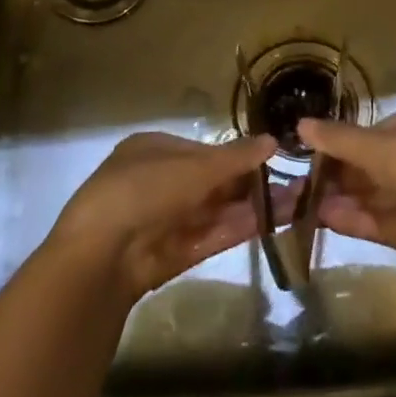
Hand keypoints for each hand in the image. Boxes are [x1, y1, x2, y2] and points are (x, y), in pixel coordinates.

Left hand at [50, 132, 276, 303]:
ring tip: (295, 203)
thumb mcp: (194, 167)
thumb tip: (273, 141)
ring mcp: (165, 221)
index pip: (203, 151)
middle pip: (212, 182)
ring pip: (216, 210)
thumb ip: (235, 157)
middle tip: (293, 183)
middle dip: (250, 184)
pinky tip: (273, 223)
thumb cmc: (144, 190)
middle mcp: (158, 183)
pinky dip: (239, 228)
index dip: (236, 155)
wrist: (100, 255)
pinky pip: (211, 235)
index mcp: (153, 150)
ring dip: (252, 207)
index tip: (271, 159)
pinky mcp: (172, 254)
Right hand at [299, 104, 395, 278]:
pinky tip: (325, 219)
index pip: (372, 131)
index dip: (341, 143)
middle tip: (299, 185)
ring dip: (340, 199)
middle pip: (370, 165)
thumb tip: (299, 124)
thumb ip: (338, 139)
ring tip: (302, 206)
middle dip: (337, 176)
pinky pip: (380, 220)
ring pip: (373, 195)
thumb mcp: (377, 146)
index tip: (309, 155)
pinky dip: (354, 218)